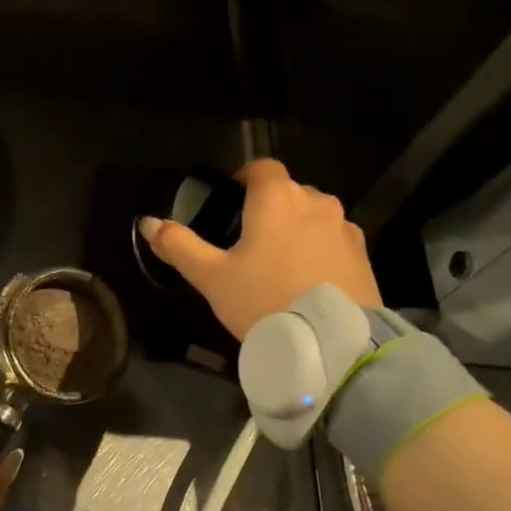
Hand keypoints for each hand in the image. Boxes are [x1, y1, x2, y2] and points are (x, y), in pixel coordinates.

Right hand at [139, 158, 380, 338]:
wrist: (330, 341)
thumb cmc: (263, 300)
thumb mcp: (211, 277)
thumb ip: (179, 246)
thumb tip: (148, 223)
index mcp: (277, 198)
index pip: (261, 168)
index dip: (244, 179)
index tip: (230, 202)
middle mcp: (316, 201)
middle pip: (288, 192)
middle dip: (269, 209)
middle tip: (248, 244)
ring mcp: (344, 228)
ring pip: (313, 217)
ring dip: (296, 230)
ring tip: (279, 266)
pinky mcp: (362, 255)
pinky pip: (333, 241)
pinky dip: (318, 251)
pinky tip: (306, 282)